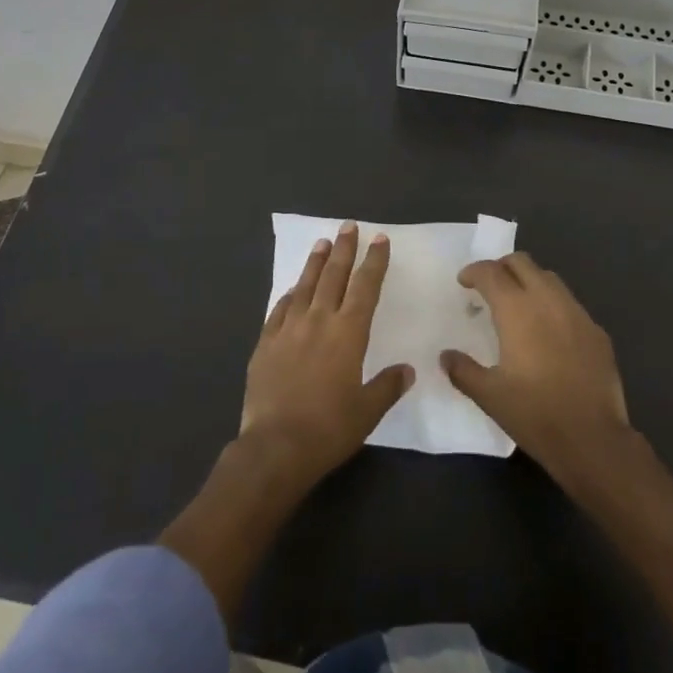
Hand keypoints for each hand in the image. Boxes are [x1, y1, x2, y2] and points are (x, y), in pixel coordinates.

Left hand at [240, 222, 412, 490]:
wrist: (276, 446)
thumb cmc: (329, 429)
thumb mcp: (368, 411)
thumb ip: (388, 386)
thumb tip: (407, 370)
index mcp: (348, 333)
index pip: (366, 287)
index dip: (374, 262)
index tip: (379, 239)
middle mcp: (319, 321)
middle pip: (334, 276)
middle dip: (344, 249)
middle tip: (349, 227)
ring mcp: (288, 329)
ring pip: (305, 286)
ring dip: (315, 262)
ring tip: (322, 243)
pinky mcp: (265, 343)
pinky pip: (279, 310)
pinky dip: (289, 295)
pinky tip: (292, 290)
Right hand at [443, 252, 632, 486]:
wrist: (593, 440)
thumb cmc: (535, 414)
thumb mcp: (489, 396)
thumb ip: (463, 370)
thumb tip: (446, 356)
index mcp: (517, 310)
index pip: (491, 272)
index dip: (474, 272)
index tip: (464, 282)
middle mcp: (548, 301)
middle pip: (522, 262)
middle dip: (501, 268)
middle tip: (489, 287)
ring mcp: (577, 313)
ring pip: (549, 278)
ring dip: (529, 281)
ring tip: (518, 305)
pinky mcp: (597, 331)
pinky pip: (570, 304)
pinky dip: (553, 305)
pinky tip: (549, 333)